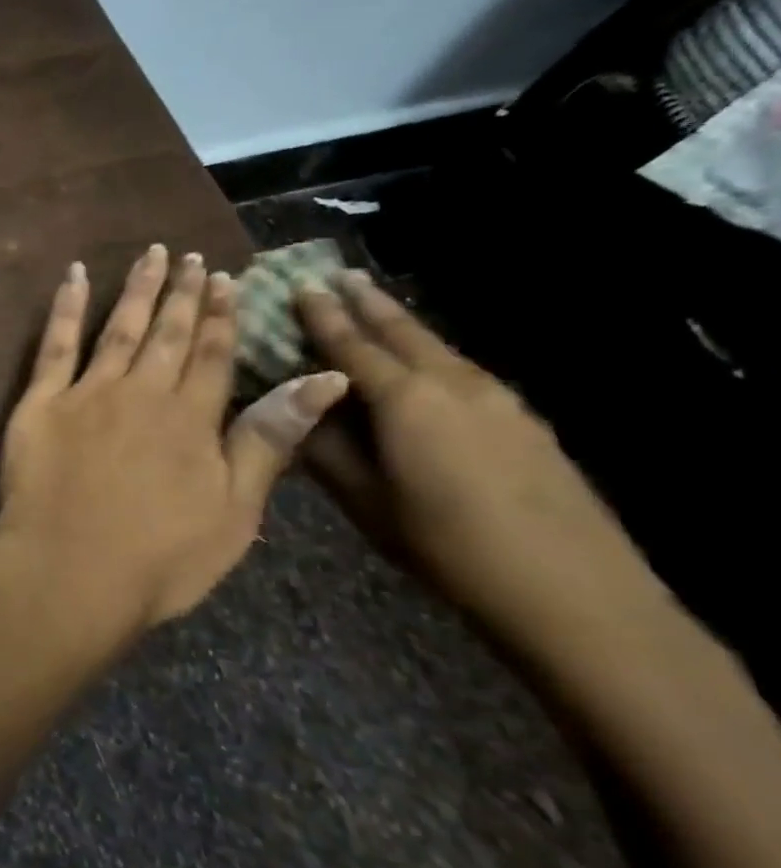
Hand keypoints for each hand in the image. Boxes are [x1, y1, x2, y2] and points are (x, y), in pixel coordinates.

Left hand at [0, 246, 348, 645]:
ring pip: (119, 328)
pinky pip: (54, 343)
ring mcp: (88, 392)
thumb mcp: (235, 511)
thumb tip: (324, 380)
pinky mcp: (40, 401)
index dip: (222, 316)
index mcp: (192, 419)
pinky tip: (74, 275)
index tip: (226, 279)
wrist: (69, 571)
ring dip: (137, 289)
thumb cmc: (159, 558)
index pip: (214, 355)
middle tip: (190, 257)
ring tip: (151, 254)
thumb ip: (269, 440)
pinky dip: (66, 306)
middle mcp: (143, 392)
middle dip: (182, 294)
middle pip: (168, 333)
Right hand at [296, 270, 668, 650]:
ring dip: (402, 324)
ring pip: (438, 347)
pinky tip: (428, 365)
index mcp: (405, 400)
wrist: (573, 592)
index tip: (300, 285)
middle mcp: (452, 384)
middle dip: (368, 301)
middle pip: (402, 330)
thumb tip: (295, 412)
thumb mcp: (365, 502)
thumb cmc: (446, 546)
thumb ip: (326, 451)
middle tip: (341, 275)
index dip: (321, 315)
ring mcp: (498, 399)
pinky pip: (464, 370)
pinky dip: (433, 354)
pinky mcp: (525, 421)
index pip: (350, 344)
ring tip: (378, 307)